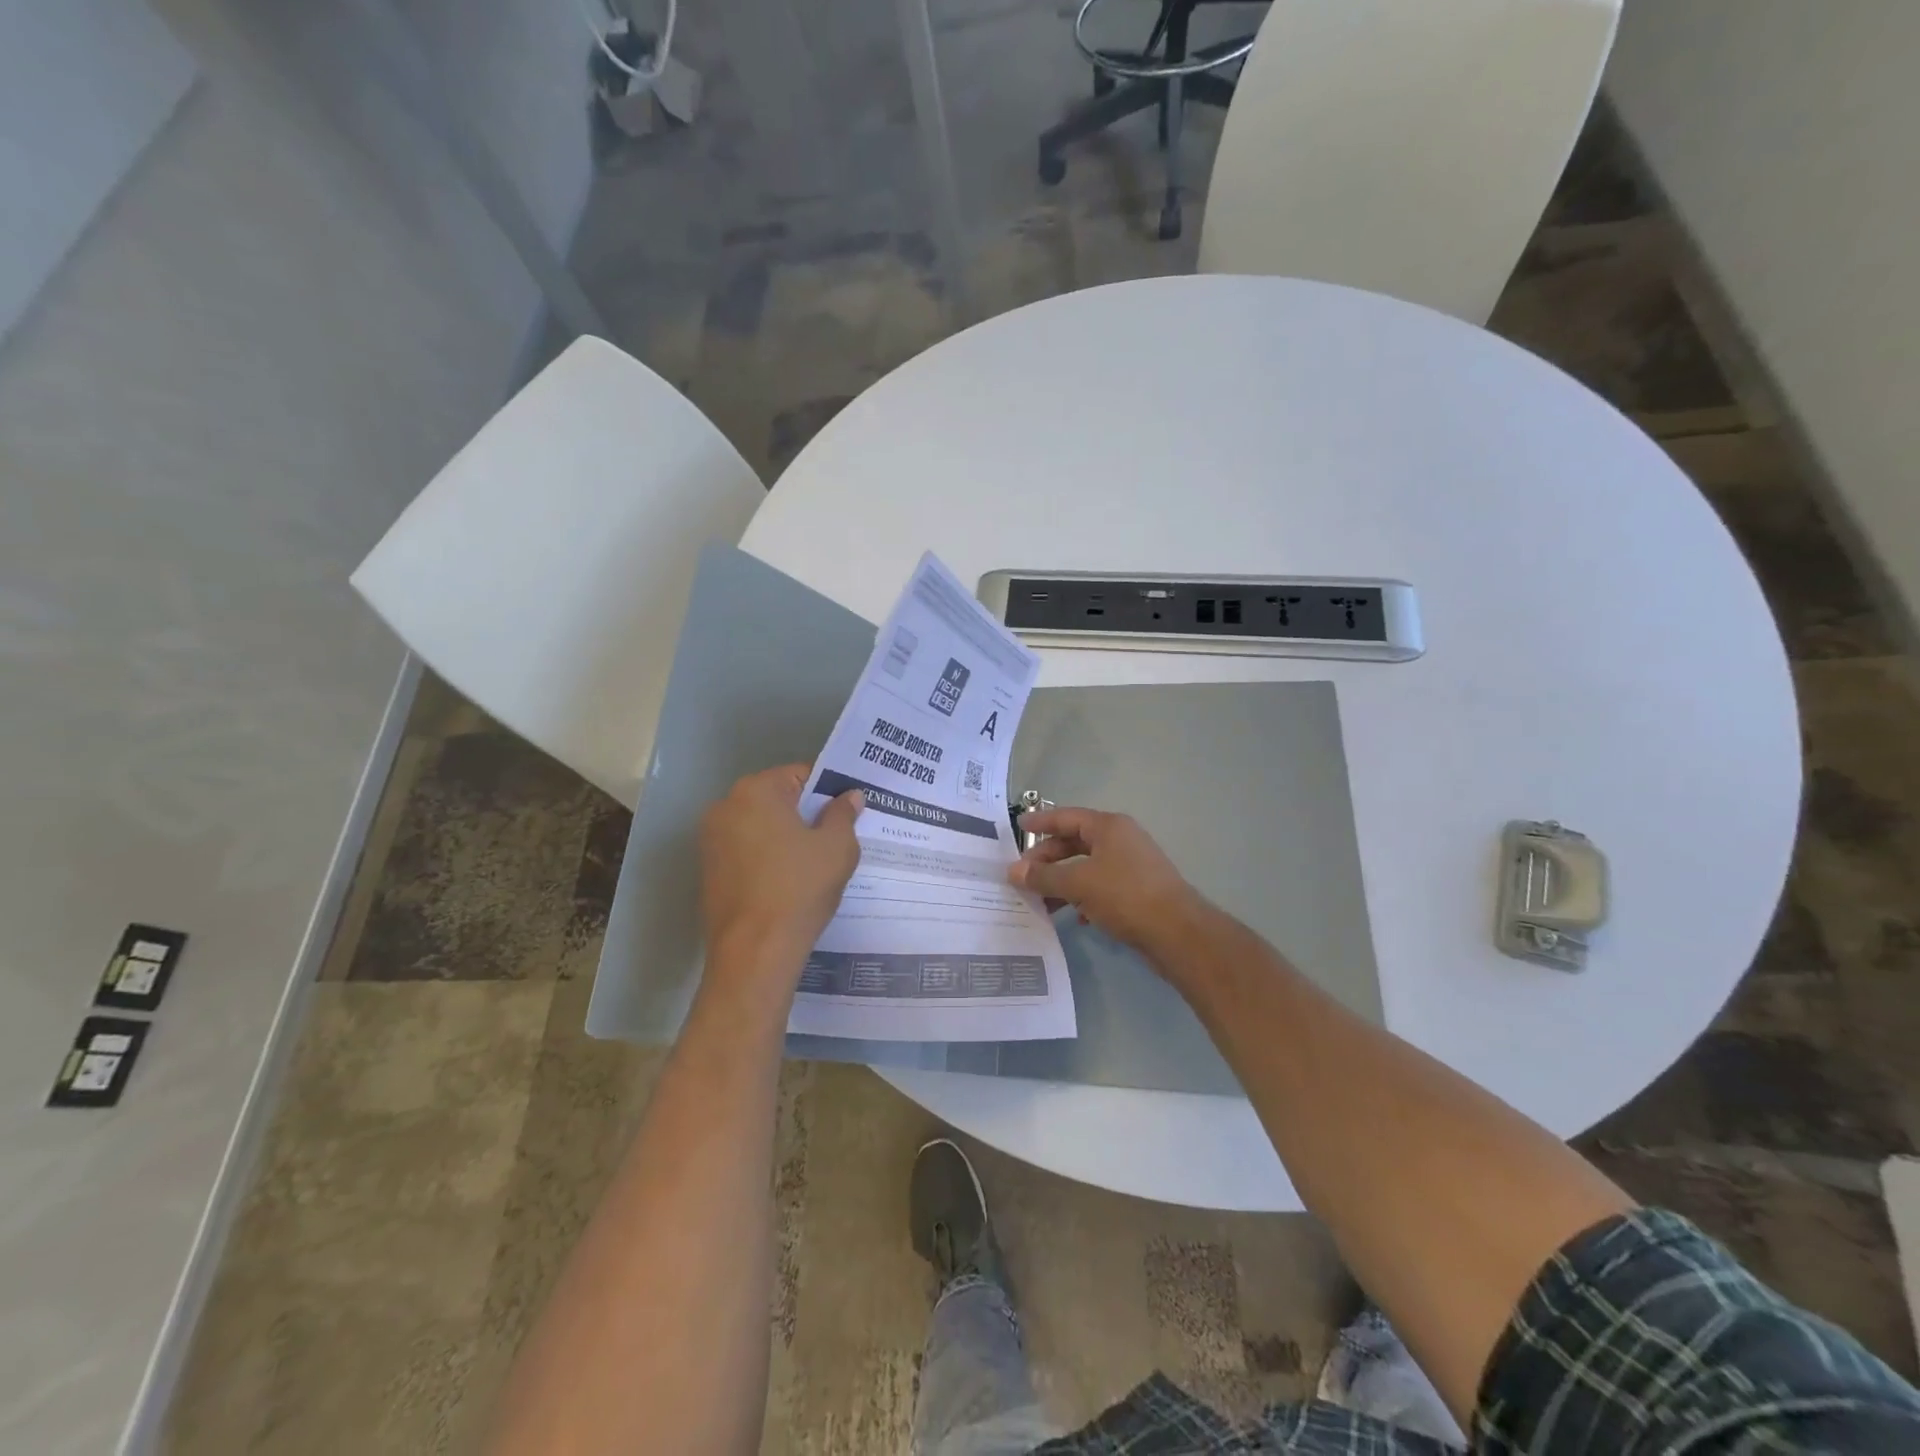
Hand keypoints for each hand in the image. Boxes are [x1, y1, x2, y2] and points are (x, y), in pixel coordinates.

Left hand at [698, 765, 862, 977]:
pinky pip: (746, 852)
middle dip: (806, 814)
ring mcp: (711, 840)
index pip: (800, 775)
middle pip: (777, 800)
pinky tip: (789, 882)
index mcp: (755, 791)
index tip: (848, 812)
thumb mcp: (837, 847)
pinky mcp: (708, 871)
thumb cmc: (799, 888)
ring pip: (761, 827)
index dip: (828, 791)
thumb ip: (843, 814)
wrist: (755, 951)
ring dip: (786, 837)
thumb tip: (849, 796)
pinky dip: (767, 859)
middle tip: (837, 837)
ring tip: (815, 863)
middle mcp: (725, 807)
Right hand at [1008, 807, 1207, 956]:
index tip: (1018, 824)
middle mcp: (1121, 840)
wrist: (1177, 932)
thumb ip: (1044, 877)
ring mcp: (1131, 865)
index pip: (1067, 817)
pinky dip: (1083, 897)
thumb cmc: (1125, 895)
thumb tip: (1013, 871)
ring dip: (1062, 882)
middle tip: (1022, 875)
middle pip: (1075, 843)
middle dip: (1047, 859)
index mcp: (1109, 827)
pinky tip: (1074, 917)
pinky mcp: (1137, 891)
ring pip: (1087, 867)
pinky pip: (1100, 887)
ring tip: (1039, 900)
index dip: (1041, 821)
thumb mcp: (1078, 883)